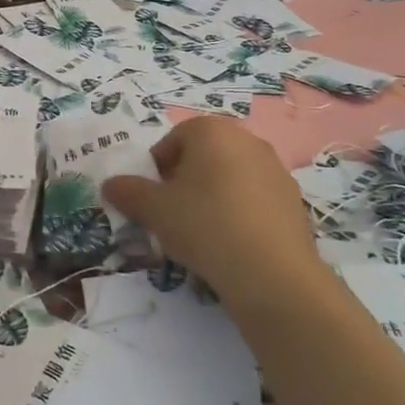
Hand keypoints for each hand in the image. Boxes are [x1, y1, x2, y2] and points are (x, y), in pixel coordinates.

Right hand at [102, 116, 327, 315]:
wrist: (271, 273)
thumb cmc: (204, 225)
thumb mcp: (154, 210)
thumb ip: (128, 192)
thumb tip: (110, 184)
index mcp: (212, 131)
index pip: (173, 140)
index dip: (157, 168)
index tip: (152, 198)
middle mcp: (247, 140)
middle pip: (204, 156)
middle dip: (185, 180)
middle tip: (173, 214)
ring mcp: (275, 170)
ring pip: (230, 177)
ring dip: (212, 196)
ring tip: (202, 233)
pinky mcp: (293, 200)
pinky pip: (254, 199)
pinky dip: (239, 213)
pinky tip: (231, 244)